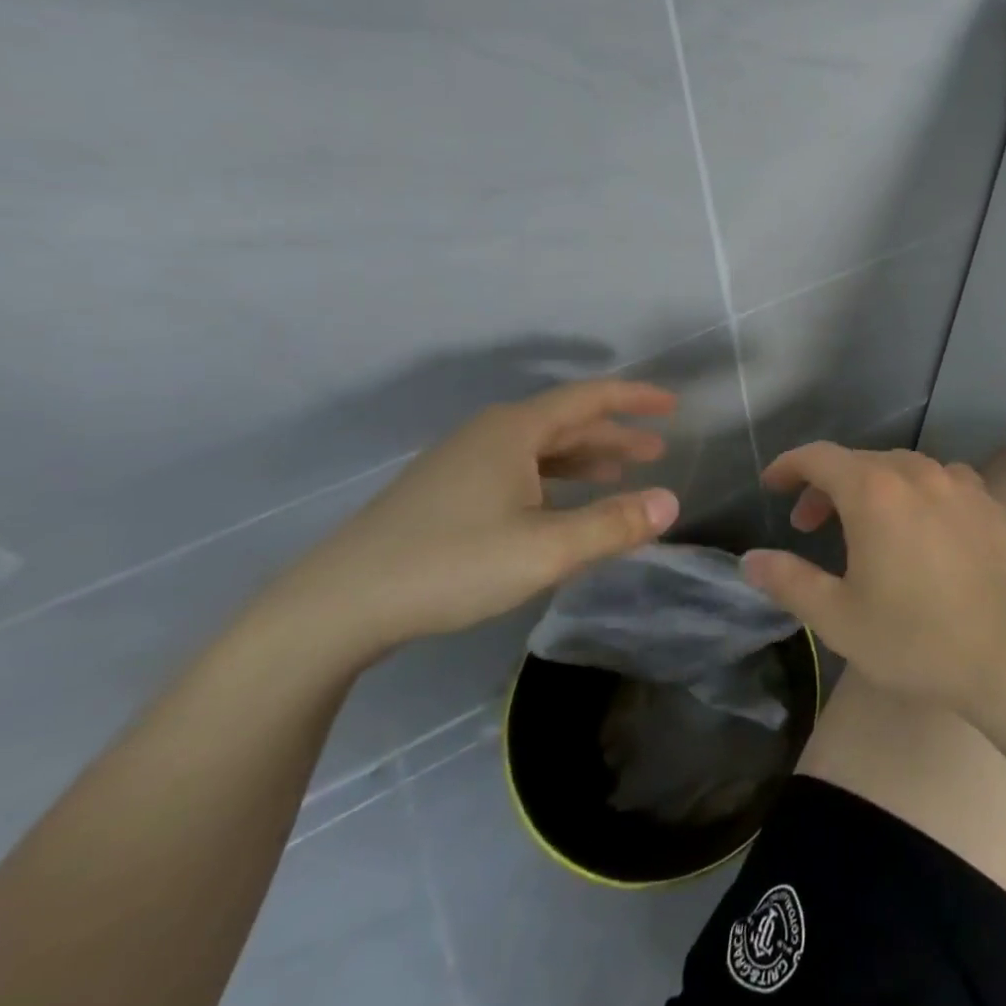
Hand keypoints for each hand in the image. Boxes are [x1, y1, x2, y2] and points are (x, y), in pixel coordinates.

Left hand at [260, 380, 682, 662]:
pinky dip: (553, 481)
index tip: (672, 405)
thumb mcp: (546, 549)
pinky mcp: (444, 495)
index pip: (589, 398)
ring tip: (620, 475)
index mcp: (514, 431)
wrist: (334, 607)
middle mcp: (489, 436)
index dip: (634, 398)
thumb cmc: (449, 564)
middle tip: (657, 450)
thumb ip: (613, 524)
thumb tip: (671, 502)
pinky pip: (518, 472)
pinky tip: (561, 508)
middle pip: (565, 423)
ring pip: (540, 450)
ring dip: (585, 459)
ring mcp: (461, 465)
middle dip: (615, 434)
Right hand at [744, 445, 1005, 710]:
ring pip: (902, 468)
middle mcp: (917, 472)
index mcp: (874, 491)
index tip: (771, 485)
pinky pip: (940, 481)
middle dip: (827, 485)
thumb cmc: (915, 637)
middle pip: (860, 461)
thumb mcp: (839, 617)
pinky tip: (920, 526)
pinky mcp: (988, 502)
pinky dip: (915, 493)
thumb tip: (751, 560)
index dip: (789, 466)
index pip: (820, 457)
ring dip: (871, 487)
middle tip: (810, 525)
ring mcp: (958, 483)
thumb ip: (789, 581)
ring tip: (864, 527)